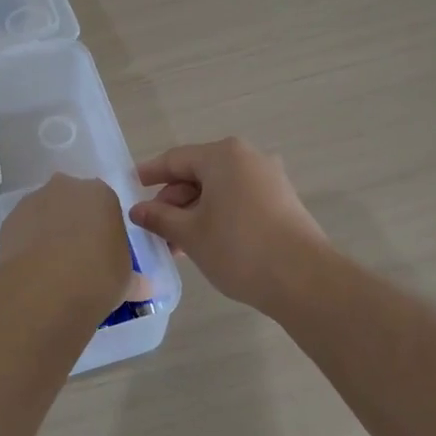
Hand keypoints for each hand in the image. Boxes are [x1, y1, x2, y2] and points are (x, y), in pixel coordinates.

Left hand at [0, 174, 132, 307]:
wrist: (48, 286)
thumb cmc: (99, 275)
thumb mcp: (127, 280)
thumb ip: (133, 278)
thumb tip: (143, 287)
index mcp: (101, 193)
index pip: (104, 204)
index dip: (102, 228)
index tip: (102, 252)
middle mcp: (66, 187)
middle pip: (71, 202)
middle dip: (74, 224)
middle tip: (78, 258)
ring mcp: (34, 200)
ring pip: (44, 214)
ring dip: (48, 233)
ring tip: (52, 269)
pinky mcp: (9, 220)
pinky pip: (23, 230)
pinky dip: (27, 245)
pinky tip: (33, 271)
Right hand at [128, 138, 328, 312]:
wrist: (304, 279)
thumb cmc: (239, 248)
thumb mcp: (190, 234)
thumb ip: (160, 218)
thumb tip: (138, 210)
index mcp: (223, 156)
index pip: (175, 159)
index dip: (150, 174)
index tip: (130, 185)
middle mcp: (248, 158)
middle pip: (198, 174)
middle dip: (173, 201)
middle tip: (153, 229)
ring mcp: (269, 179)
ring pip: (219, 190)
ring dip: (194, 213)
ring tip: (176, 244)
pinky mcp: (282, 201)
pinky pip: (238, 200)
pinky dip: (217, 216)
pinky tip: (205, 243)